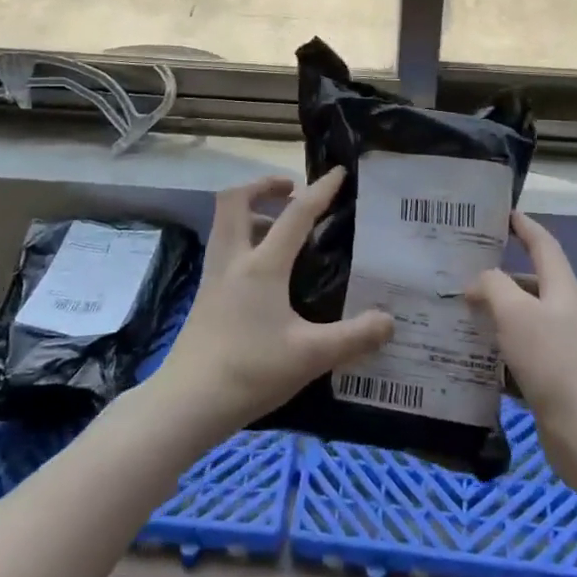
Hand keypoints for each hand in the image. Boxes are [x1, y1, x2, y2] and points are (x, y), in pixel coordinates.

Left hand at [154, 171, 394, 437]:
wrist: (186, 404)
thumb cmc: (250, 372)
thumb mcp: (311, 356)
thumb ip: (355, 337)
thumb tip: (390, 321)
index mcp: (262, 266)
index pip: (295, 215)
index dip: (320, 191)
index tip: (338, 173)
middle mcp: (233, 261)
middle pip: (234, 200)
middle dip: (263, 186)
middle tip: (292, 192)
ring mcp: (213, 278)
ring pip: (224, 224)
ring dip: (250, 211)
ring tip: (277, 226)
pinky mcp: (205, 298)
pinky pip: (223, 249)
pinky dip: (242, 240)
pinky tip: (263, 271)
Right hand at [466, 213, 576, 487]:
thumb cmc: (551, 359)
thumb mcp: (515, 312)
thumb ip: (493, 286)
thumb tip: (478, 282)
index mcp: (562, 288)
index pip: (543, 244)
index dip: (524, 226)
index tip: (503, 213)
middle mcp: (564, 311)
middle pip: (529, 282)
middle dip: (498, 275)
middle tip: (461, 271)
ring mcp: (560, 346)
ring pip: (521, 319)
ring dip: (493, 314)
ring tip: (458, 312)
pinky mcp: (552, 376)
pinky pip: (518, 352)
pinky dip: (496, 350)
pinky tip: (470, 356)